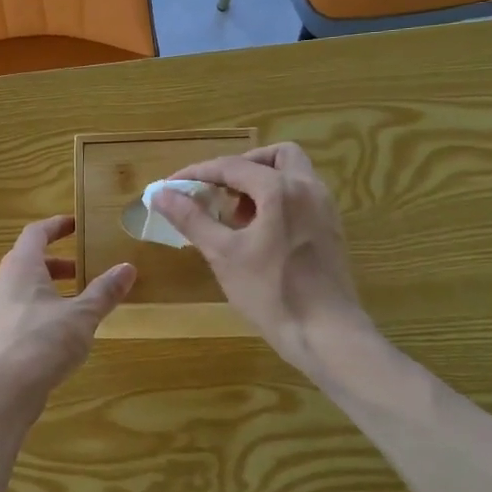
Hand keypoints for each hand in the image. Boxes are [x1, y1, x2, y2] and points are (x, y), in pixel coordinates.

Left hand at [0, 216, 135, 411]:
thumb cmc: (41, 343)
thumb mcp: (81, 316)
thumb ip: (104, 292)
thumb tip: (128, 268)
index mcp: (19, 268)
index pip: (35, 233)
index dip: (56, 226)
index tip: (75, 225)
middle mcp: (1, 284)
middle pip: (27, 262)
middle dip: (56, 264)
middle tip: (83, 270)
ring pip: (22, 290)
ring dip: (48, 290)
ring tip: (76, 304)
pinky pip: (18, 314)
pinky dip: (38, 312)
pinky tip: (57, 334)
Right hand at [152, 142, 369, 373]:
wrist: (327, 334)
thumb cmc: (271, 293)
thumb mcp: (223, 254)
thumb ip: (191, 219)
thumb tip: (160, 194)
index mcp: (281, 189)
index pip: (231, 166)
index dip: (196, 173)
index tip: (170, 187)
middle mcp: (308, 189)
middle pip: (274, 156)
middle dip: (240, 167)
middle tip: (215, 192)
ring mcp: (324, 209)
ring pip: (291, 175)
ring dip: (260, 183)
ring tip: (234, 216)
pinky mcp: (330, 229)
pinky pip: (301, 197)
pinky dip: (277, 200)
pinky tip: (257, 233)